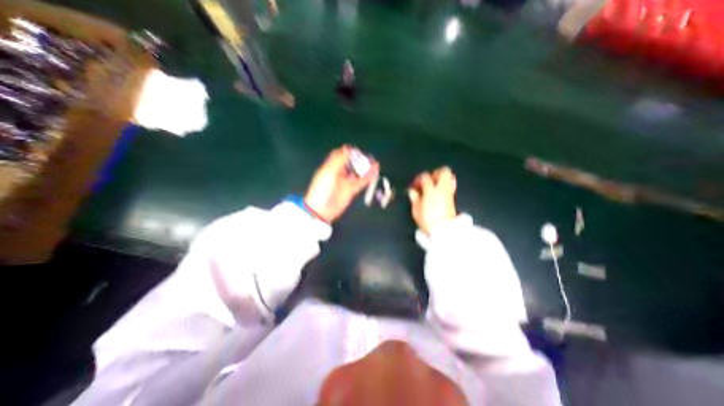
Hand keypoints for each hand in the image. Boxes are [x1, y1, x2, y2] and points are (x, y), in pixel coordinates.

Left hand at [304, 146, 378, 221]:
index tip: (356, 150)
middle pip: (351, 163)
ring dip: (365, 167)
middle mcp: (339, 173)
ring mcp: (346, 182)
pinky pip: (361, 182)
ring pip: (357, 172)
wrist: (322, 209)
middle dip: (359, 159)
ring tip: (374, 162)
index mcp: (331, 167)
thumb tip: (347, 148)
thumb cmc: (322, 189)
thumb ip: (339, 160)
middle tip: (367, 157)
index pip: (340, 156)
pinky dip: (368, 177)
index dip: (348, 152)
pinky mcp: (351, 190)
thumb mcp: (329, 172)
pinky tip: (375, 171)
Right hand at [406, 164, 457, 233]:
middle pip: (443, 172)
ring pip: (449, 177)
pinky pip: (450, 185)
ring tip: (433, 185)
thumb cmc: (427, 220)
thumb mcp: (416, 210)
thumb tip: (412, 191)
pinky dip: (444, 185)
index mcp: (431, 191)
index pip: (425, 177)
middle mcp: (442, 189)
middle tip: (427, 180)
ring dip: (441, 178)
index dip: (418, 179)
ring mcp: (449, 192)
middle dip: (435, 173)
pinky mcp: (452, 198)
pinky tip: (438, 192)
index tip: (415, 184)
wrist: (443, 230)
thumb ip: (414, 198)